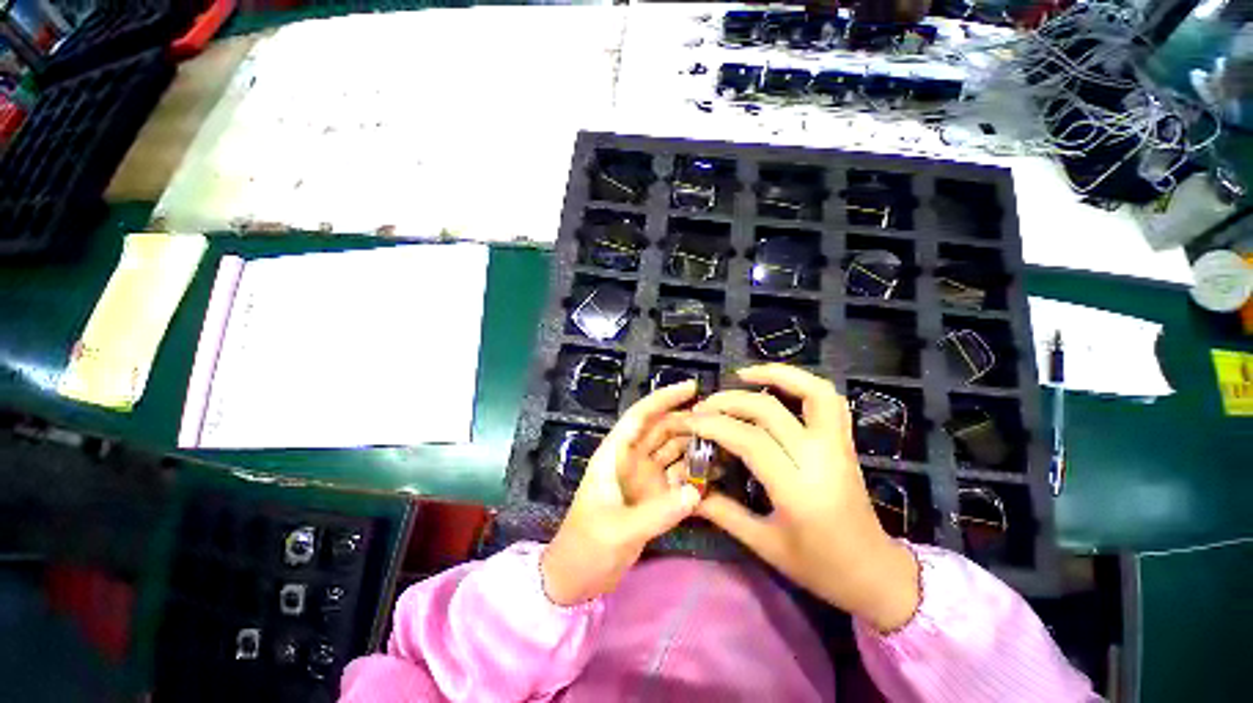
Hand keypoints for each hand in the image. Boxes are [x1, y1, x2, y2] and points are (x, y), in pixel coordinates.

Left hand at [541, 381, 702, 606]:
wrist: (575, 580)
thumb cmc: (585, 547)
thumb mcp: (617, 530)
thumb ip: (657, 512)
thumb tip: (696, 492)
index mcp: (614, 455)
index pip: (640, 417)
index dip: (663, 398)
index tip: (692, 387)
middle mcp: (630, 461)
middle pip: (661, 431)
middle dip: (686, 422)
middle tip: (720, 421)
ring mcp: (643, 479)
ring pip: (672, 452)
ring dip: (693, 446)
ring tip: (724, 443)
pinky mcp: (653, 498)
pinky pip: (677, 478)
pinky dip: (694, 474)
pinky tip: (716, 473)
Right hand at [689, 364, 920, 631]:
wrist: (874, 573)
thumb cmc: (818, 567)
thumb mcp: (764, 545)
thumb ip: (722, 512)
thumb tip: (686, 488)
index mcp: (798, 491)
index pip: (750, 440)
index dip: (714, 425)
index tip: (689, 421)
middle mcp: (820, 459)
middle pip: (769, 412)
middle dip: (729, 402)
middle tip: (703, 406)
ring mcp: (838, 446)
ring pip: (812, 392)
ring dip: (775, 374)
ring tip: (741, 375)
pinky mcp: (845, 441)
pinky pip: (828, 399)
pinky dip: (801, 381)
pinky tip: (774, 383)